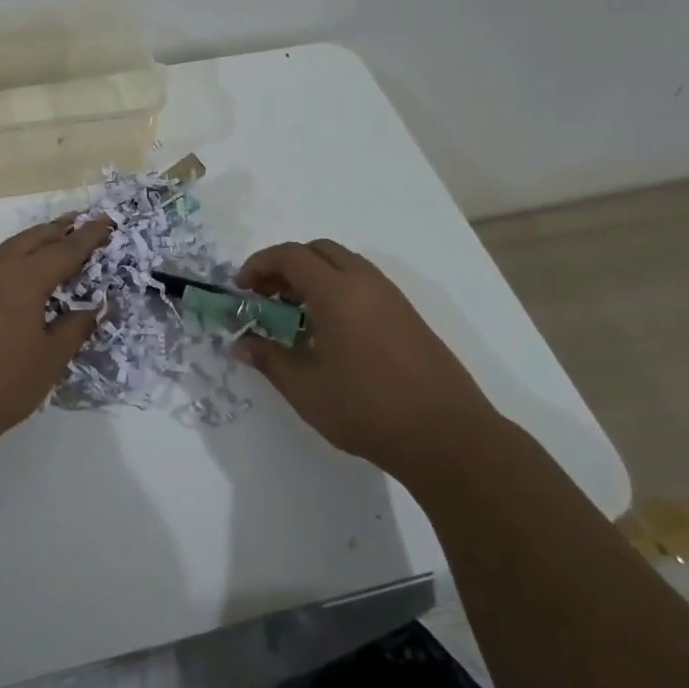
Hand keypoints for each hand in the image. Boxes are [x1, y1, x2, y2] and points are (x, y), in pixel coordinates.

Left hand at [0, 216, 112, 456]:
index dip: (89, 236)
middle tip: (79, 221)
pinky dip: (8, 259)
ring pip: (6, 248)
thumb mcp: (48, 361)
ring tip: (49, 241)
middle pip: (33, 238)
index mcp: (24, 278)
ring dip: (31, 241)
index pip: (66, 250)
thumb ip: (74, 328)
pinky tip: (11, 272)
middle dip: (59, 229)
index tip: (106, 222)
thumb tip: (93, 306)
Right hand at [234, 239, 494, 459]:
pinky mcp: (408, 316)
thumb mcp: (305, 388)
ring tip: (293, 315)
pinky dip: (337, 290)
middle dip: (286, 266)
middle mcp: (366, 283)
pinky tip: (329, 331)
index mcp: (337, 291)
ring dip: (313, 277)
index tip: (241, 288)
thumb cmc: (367, 408)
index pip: (290, 255)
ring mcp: (392, 298)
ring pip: (344, 265)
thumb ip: (269, 358)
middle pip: (318, 251)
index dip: (259, 264)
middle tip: (266, 297)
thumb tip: (241, 344)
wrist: (447, 436)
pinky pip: (364, 284)